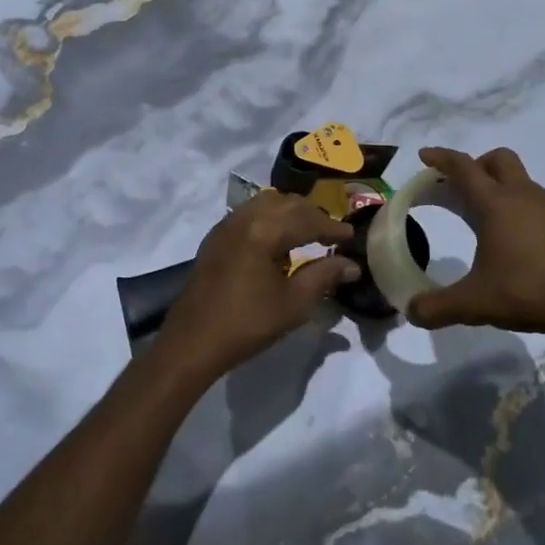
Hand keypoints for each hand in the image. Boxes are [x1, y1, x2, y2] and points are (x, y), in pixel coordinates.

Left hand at [153, 191, 357, 381]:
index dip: (332, 227)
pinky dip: (269, 219)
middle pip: (286, 204)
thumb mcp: (293, 303)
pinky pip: (249, 215)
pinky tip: (277, 242)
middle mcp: (244, 218)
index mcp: (264, 230)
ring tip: (307, 233)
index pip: (307, 219)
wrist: (193, 341)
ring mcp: (226, 226)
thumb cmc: (247, 323)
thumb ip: (324, 276)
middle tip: (332, 234)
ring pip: (266, 204)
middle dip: (312, 215)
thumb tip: (351, 265)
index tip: (352, 237)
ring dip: (290, 213)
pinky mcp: (215, 238)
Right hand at [407, 146, 544, 350]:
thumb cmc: (531, 291)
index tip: (426, 156)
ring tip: (497, 225)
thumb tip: (411, 311)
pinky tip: (532, 246)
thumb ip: (438, 307)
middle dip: (478, 164)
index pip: (463, 167)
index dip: (442, 158)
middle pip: (499, 159)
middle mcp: (525, 196)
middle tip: (464, 187)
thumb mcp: (476, 304)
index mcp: (495, 204)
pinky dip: (533, 217)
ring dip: (507, 192)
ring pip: (526, 184)